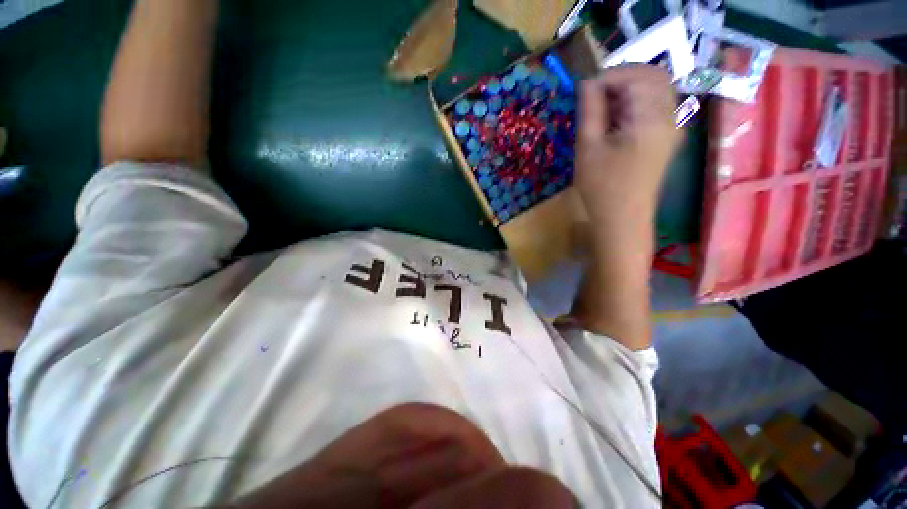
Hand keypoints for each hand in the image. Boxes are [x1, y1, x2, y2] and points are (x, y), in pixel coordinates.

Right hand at [574, 65, 680, 219]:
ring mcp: (673, 126)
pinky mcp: (668, 136)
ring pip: (656, 89)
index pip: (636, 76)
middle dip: (621, 77)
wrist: (623, 219)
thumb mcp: (588, 148)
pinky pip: (656, 105)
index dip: (607, 76)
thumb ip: (590, 111)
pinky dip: (635, 103)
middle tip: (595, 95)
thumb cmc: (601, 188)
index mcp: (651, 119)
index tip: (583, 91)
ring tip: (602, 108)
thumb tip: (587, 83)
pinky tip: (616, 120)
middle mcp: (671, 116)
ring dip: (628, 89)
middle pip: (653, 76)